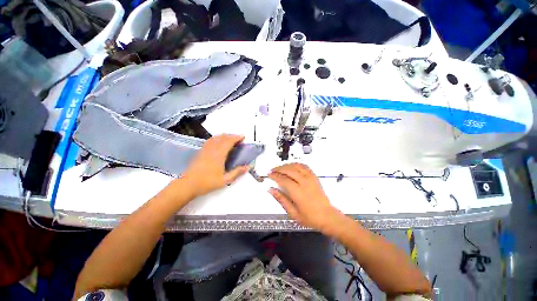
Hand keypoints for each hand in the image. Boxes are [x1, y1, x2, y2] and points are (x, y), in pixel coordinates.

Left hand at [182, 134, 248, 197]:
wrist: (188, 185)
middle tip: (238, 139)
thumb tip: (247, 167)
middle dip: (232, 136)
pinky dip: (217, 138)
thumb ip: (237, 172)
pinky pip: (210, 140)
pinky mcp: (201, 151)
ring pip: (216, 137)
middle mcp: (212, 150)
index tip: (243, 137)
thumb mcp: (225, 180)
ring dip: (224, 136)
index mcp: (219, 155)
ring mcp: (205, 149)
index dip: (236, 137)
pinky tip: (218, 142)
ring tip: (230, 139)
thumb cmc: (207, 183)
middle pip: (223, 137)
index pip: (229, 141)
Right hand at [268, 163, 343, 232]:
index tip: (269, 174)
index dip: (275, 176)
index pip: (284, 180)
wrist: (327, 216)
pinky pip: (304, 166)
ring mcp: (311, 178)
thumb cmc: (310, 217)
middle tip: (272, 170)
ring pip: (296, 166)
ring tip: (280, 168)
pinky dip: (296, 164)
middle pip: (289, 170)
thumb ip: (281, 200)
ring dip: (287, 165)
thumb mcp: (293, 213)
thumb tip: (271, 190)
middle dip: (279, 169)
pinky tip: (292, 166)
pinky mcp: (315, 177)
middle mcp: (305, 182)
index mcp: (298, 192)